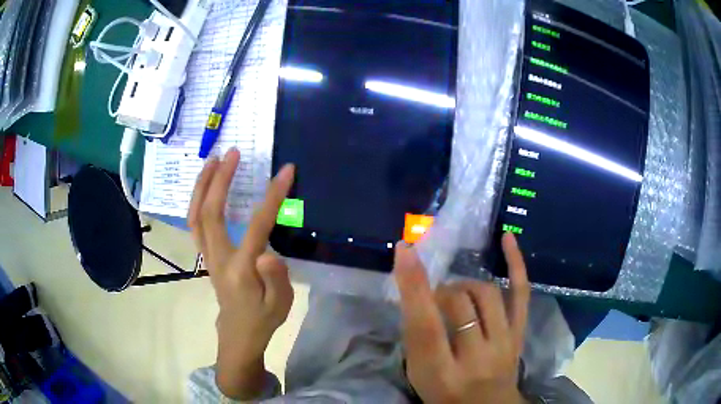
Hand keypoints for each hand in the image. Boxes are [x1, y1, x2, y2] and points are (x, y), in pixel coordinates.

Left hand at [188, 148, 295, 399]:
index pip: (256, 226)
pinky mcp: (204, 253)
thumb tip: (268, 254)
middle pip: (211, 212)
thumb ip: (277, 280)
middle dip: (221, 179)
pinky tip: (205, 185)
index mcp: (241, 269)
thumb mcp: (281, 305)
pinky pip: (194, 222)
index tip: (286, 171)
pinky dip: (196, 199)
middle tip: (233, 152)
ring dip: (203, 185)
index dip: (271, 196)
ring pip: (196, 214)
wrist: (238, 333)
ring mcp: (207, 254)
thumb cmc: (263, 318)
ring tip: (214, 160)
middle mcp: (218, 257)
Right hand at [394, 234, 530, 403]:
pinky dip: (515, 264)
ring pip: (487, 295)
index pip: (425, 325)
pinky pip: (521, 294)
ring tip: (457, 292)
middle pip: (459, 304)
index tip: (404, 250)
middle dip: (442, 290)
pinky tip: (507, 239)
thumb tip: (417, 294)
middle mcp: (475, 357)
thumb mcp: (418, 374)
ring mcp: (503, 343)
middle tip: (435, 297)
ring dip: (465, 285)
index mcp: (440, 372)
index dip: (414, 285)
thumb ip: (416, 337)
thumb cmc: (444, 394)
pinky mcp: (519, 333)